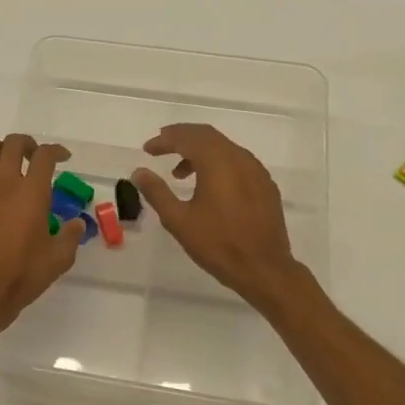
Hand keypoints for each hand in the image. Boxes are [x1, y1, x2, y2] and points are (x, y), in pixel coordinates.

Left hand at [0, 134, 82, 335]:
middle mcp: (4, 182)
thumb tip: (76, 224)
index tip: (63, 158)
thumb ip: (70, 236)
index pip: (45, 155)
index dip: (56, 151)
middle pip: (13, 142)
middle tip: (35, 158)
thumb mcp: (58, 259)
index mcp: (32, 192)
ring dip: (1, 152)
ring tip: (9, 168)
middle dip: (27, 144)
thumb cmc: (22, 275)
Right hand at [132, 124, 307, 313]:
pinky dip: (218, 163)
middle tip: (162, 145)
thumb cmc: (217, 244)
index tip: (147, 149)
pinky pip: (238, 162)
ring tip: (180, 172)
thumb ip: (156, 192)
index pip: (187, 138)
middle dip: (182, 137)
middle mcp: (240, 158)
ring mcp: (256, 170)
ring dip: (200, 151)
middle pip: (207, 135)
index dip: (164, 140)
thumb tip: (139, 172)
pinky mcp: (265, 185)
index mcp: (217, 162)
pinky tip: (209, 185)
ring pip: (224, 147)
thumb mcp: (178, 220)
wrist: (264, 269)